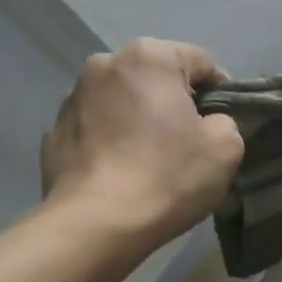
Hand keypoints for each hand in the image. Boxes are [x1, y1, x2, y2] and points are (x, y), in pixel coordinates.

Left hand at [40, 38, 244, 243]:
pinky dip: (112, 141)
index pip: (202, 63)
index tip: (225, 127)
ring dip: (140, 120)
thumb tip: (210, 122)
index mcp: (149, 57)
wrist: (95, 224)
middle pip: (157, 78)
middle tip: (189, 144)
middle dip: (176, 104)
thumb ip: (227, 121)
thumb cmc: (167, 177)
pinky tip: (121, 173)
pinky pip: (97, 128)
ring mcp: (72, 97)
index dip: (222, 94)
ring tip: (150, 160)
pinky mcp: (53, 131)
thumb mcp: (226, 148)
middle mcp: (105, 63)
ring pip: (124, 101)